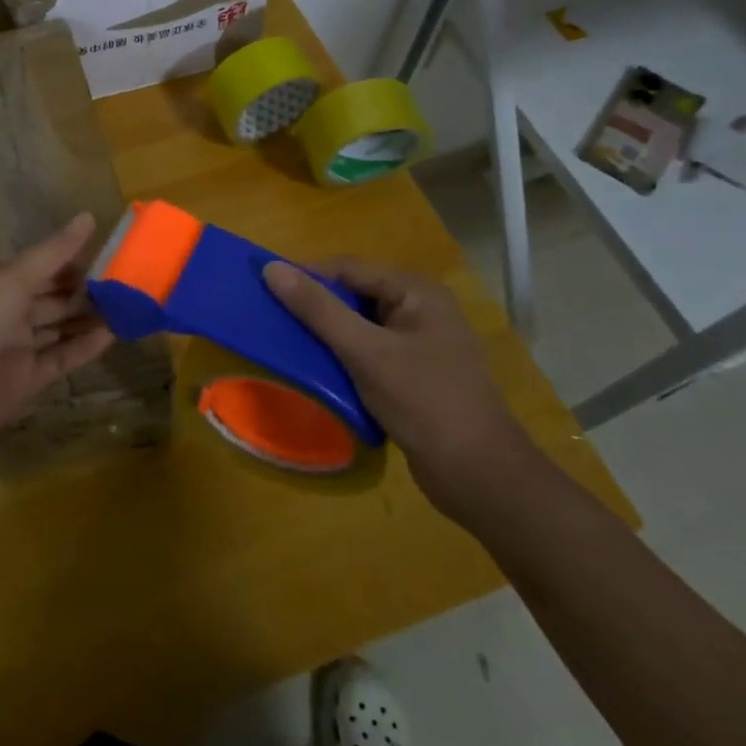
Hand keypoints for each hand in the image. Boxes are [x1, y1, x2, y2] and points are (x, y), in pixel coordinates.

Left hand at [0, 214, 114, 455]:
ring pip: (61, 328)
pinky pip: (62, 359)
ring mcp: (17, 348)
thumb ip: (53, 254)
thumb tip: (89, 216)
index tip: (112, 253)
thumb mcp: (11, 279)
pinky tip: (114, 332)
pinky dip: (86, 347)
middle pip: (55, 298)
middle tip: (132, 280)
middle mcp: (8, 313)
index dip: (74, 260)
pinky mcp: (27, 382)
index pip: (43, 267)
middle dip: (88, 290)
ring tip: (133, 304)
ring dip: (92, 318)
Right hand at [262, 258, 540, 521]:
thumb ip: (318, 309)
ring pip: (360, 327)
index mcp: (417, 292)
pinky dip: (343, 359)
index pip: (349, 268)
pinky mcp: (415, 377)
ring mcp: (420, 345)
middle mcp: (421, 311)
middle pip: (355, 295)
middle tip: (271, 318)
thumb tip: (272, 267)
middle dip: (315, 307)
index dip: (306, 274)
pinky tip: (318, 372)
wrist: (481, 478)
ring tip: (286, 343)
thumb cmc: (425, 403)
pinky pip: (369, 354)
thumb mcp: (366, 352)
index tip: (264, 286)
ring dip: (326, 335)